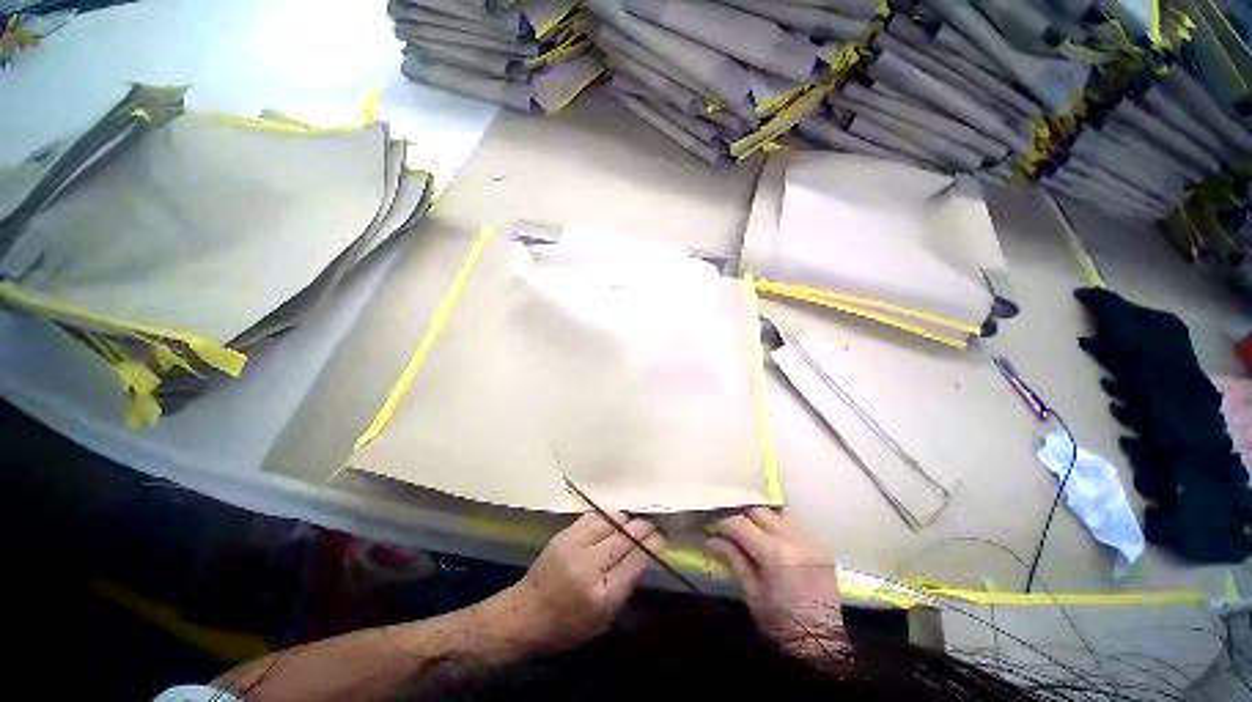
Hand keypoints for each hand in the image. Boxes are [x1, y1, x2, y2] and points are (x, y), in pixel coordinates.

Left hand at [500, 511, 663, 652]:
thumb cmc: (567, 626)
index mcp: (602, 595)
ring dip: (625, 521)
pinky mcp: (564, 534)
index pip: (637, 560)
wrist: (525, 613)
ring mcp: (575, 546)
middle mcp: (590, 565)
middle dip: (643, 528)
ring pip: (611, 520)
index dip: (653, 546)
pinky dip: (606, 517)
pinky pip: (593, 516)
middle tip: (651, 527)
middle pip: (626, 537)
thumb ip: (625, 589)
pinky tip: (610, 522)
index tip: (660, 540)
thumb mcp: (603, 621)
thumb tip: (643, 557)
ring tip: (630, 525)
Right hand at [707, 507, 845, 661]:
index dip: (722, 522)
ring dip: (760, 516)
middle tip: (727, 524)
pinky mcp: (820, 544)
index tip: (710, 526)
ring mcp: (810, 539)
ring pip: (776, 511)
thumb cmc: (780, 625)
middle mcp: (793, 538)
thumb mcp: (751, 593)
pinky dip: (777, 524)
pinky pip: (793, 523)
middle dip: (739, 514)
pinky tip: (769, 536)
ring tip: (748, 527)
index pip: (740, 523)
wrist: (822, 644)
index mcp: (775, 553)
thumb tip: (711, 538)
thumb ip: (733, 558)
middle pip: (758, 510)